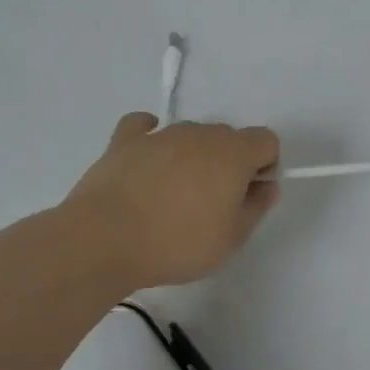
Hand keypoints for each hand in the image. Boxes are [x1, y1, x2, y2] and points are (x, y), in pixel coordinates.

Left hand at [65, 113, 280, 290]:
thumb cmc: (177, 242)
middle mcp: (200, 133)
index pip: (266, 140)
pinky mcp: (124, 141)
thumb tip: (266, 185)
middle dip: (228, 163)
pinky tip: (146, 158)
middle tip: (212, 203)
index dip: (264, 165)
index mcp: (233, 152)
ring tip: (172, 196)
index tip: (248, 195)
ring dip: (192, 156)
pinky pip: (143, 127)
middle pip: (228, 137)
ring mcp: (160, 134)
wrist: (104, 240)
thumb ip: (256, 207)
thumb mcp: (231, 238)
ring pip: (189, 135)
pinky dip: (149, 137)